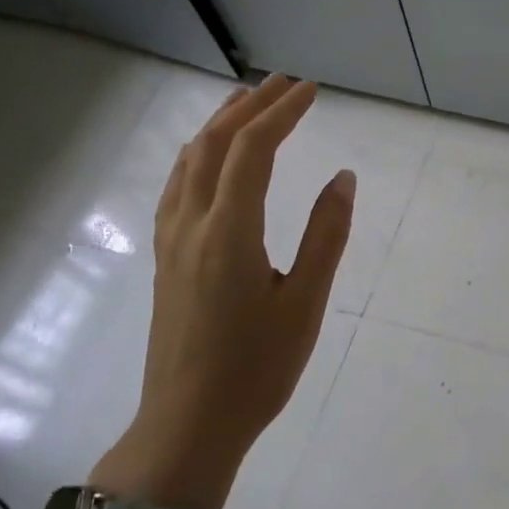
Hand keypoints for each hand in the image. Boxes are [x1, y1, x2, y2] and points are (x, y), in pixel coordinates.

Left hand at [98, 75, 354, 508]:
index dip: (281, 113)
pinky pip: (178, 187)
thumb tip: (343, 178)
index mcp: (228, 232)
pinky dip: (199, 156)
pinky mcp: (165, 259)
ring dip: (218, 126)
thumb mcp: (305, 302)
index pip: (252, 150)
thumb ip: (325, 234)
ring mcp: (170, 242)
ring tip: (246, 104)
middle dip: (249, 106)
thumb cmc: (257, 367)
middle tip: (284, 84)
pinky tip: (211, 161)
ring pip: (188, 163)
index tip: (310, 90)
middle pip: (213, 145)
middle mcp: (191, 225)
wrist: (188, 423)